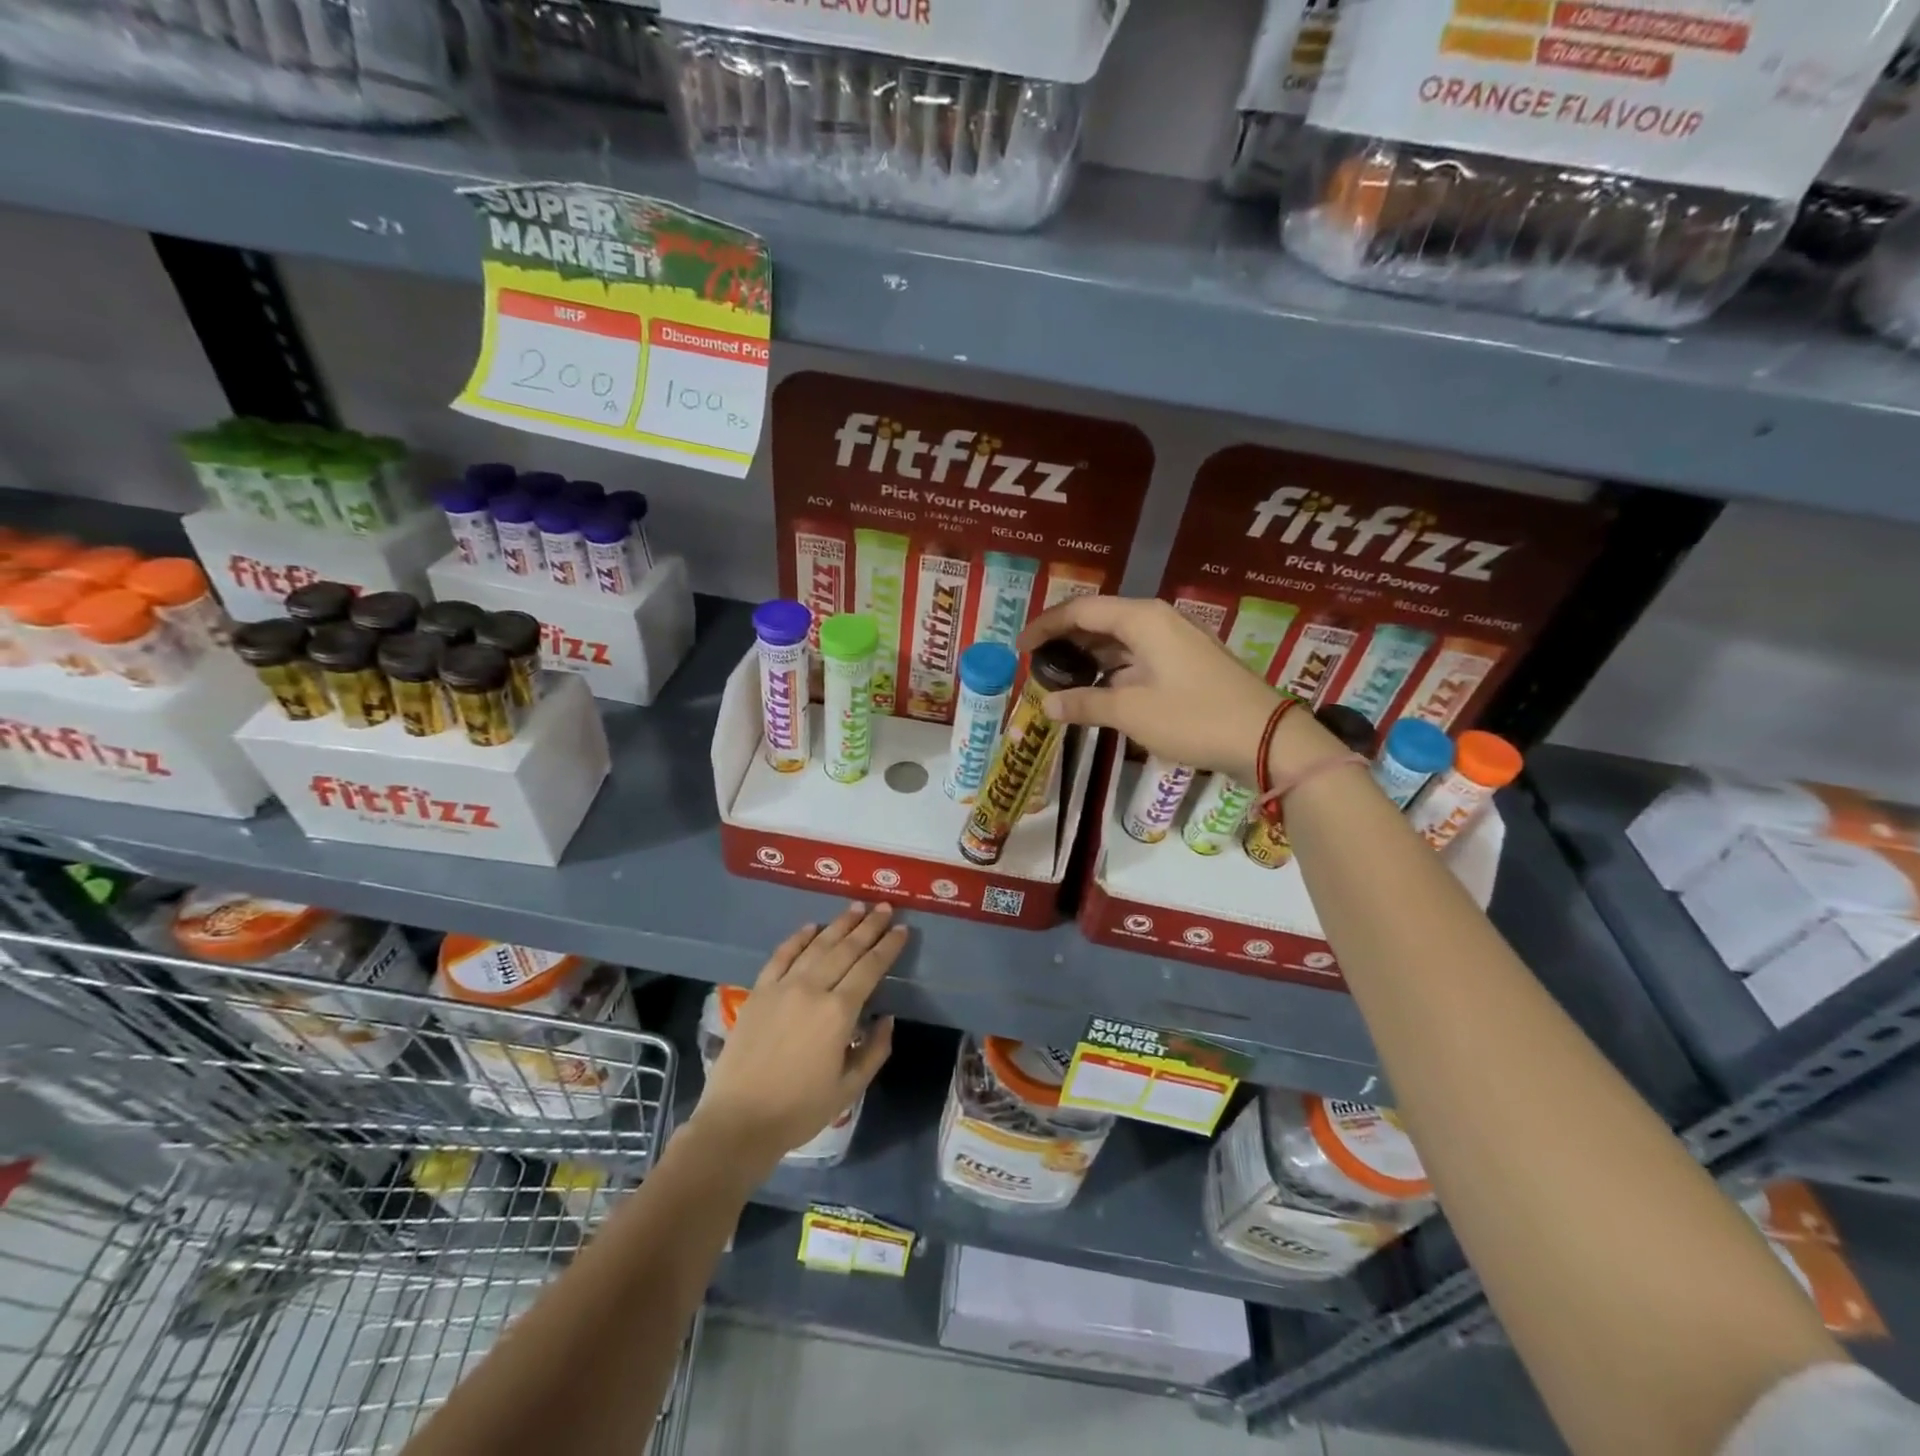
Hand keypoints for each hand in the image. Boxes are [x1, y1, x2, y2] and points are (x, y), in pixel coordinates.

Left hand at [692, 903, 905, 1177]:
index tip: (902, 929)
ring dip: (839, 924)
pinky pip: (781, 955)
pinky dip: (798, 938)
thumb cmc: (799, 1110)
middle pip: (846, 949)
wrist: (738, 1121)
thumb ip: (874, 1050)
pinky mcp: (759, 991)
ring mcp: (782, 986)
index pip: (870, 968)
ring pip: (817, 945)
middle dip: (869, 926)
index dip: (888, 946)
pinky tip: (811, 927)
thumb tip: (886, 1018)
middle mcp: (812, 989)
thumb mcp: (849, 1088)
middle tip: (885, 907)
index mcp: (839, 1012)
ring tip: (856, 908)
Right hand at [1017, 595, 1343, 783]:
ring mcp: (1176, 641)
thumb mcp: (1132, 711)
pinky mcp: (1187, 663)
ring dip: (1089, 655)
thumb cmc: (1194, 717)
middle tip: (1037, 663)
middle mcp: (1158, 620)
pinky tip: (1099, 689)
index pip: (1080, 610)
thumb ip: (1085, 704)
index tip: (1020, 648)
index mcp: (1142, 618)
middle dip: (1065, 639)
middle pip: (1100, 619)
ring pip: (1120, 639)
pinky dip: (1112, 668)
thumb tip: (1048, 705)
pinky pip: (1138, 656)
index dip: (1046, 626)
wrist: (1267, 738)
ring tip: (1060, 677)